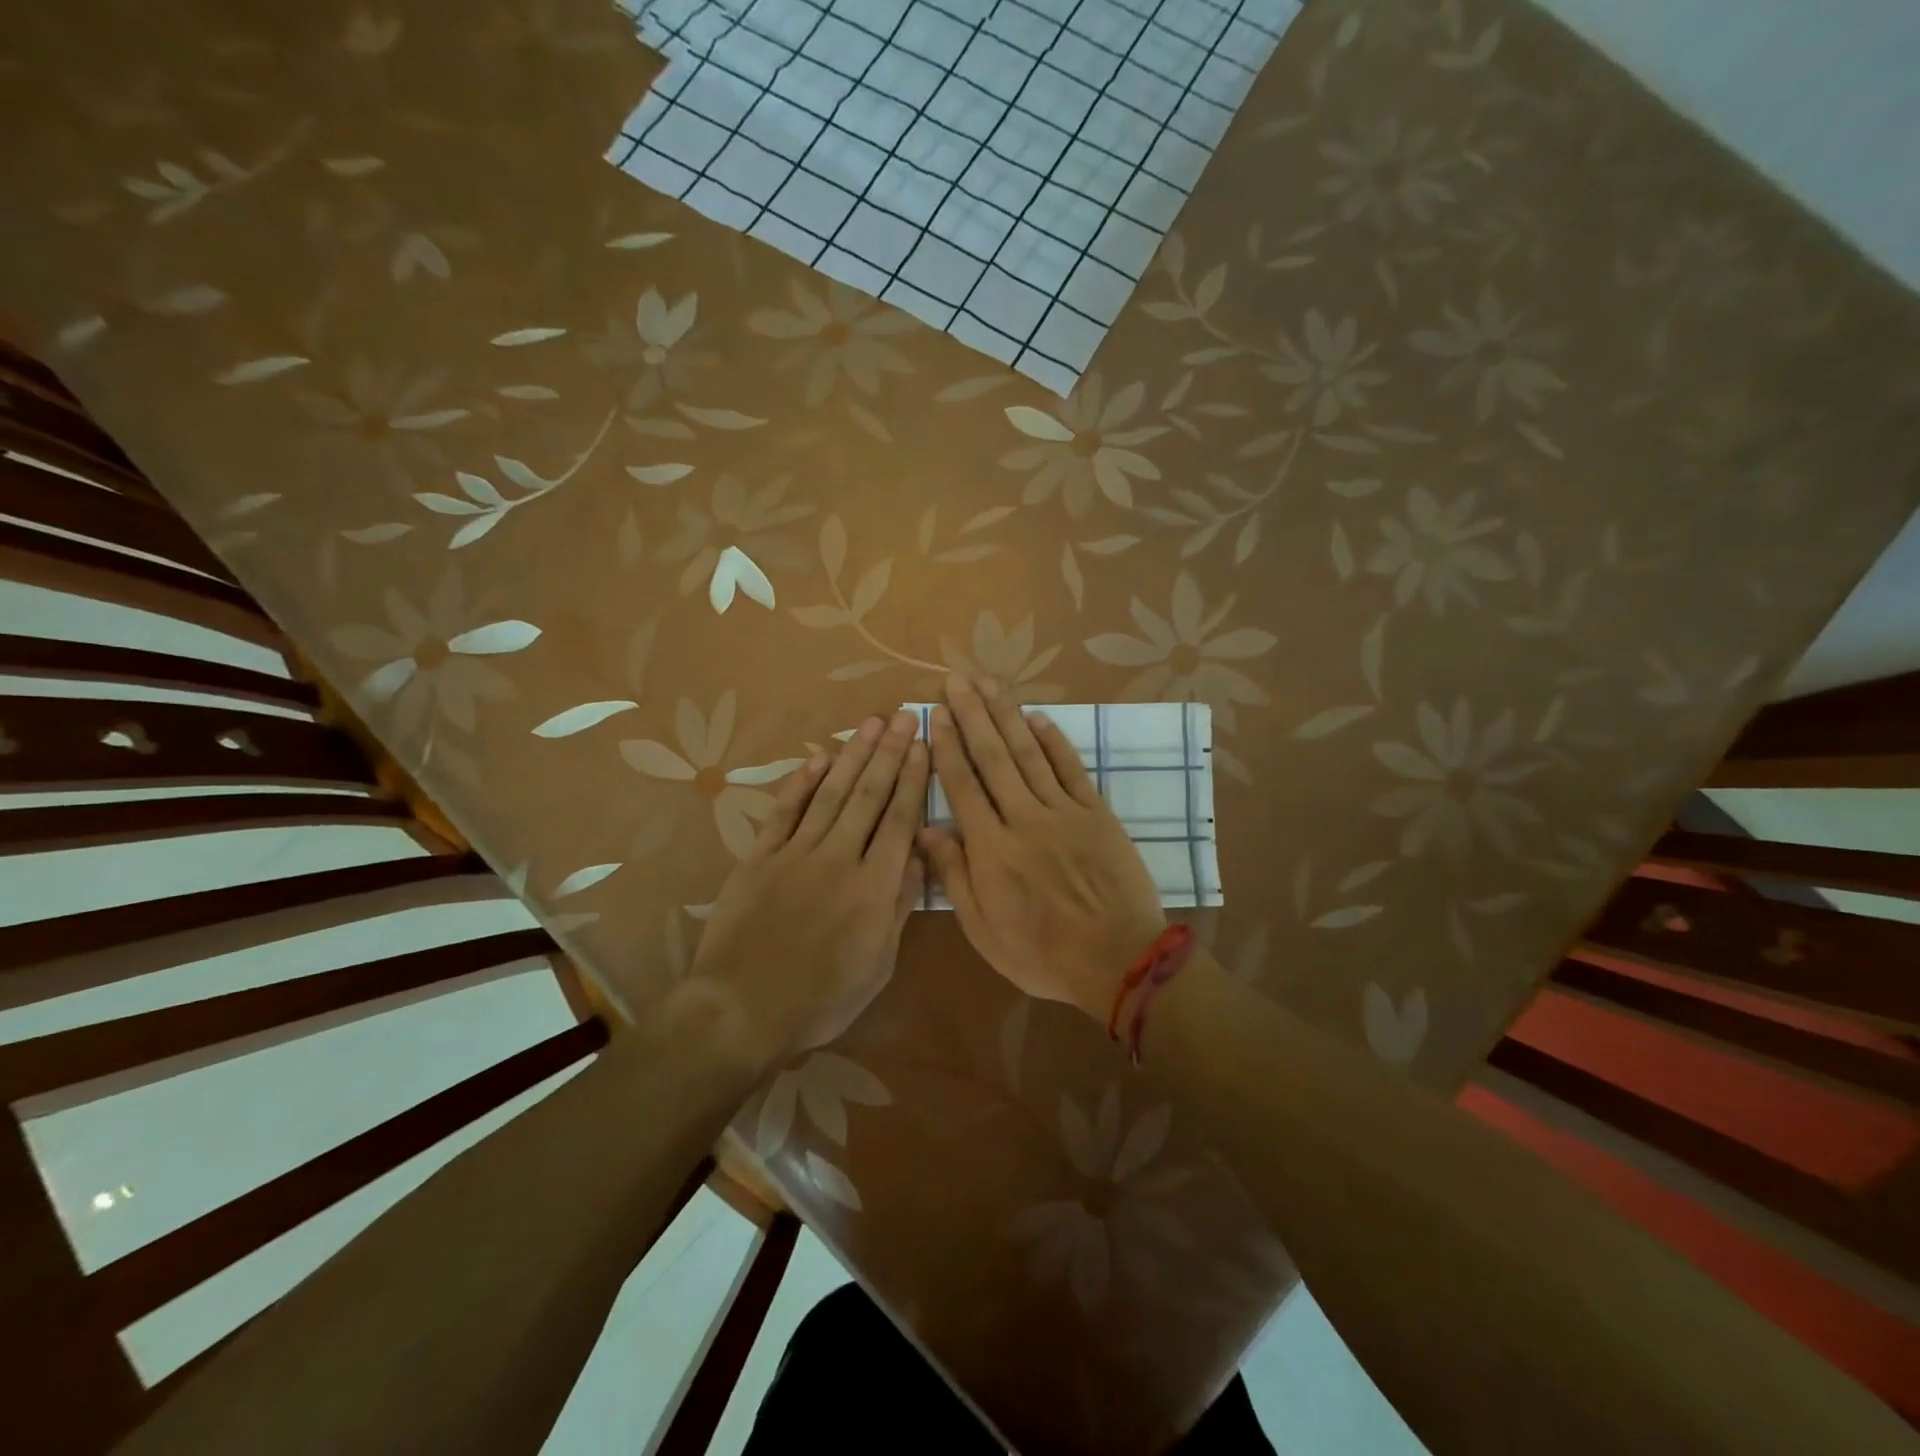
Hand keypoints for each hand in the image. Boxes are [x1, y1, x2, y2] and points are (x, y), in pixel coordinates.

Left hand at [689, 710, 927, 1058]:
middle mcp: (840, 857)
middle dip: (889, 753)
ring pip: (831, 794)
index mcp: (874, 886)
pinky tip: (818, 760)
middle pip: (870, 795)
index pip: (900, 819)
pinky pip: (785, 812)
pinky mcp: (760, 857)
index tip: (922, 745)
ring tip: (870, 724)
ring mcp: (796, 853)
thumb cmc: (822, 998)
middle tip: (903, 716)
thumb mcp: (878, 964)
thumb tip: (921, 856)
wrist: (743, 1009)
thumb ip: (900, 905)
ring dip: (853, 756)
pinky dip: (802, 783)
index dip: (913, 779)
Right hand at [920, 675, 1164, 1021]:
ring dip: (1007, 715)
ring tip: (989, 684)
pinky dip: (1054, 741)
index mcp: (991, 848)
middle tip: (956, 680)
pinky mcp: (1096, 812)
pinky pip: (1071, 768)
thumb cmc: (1042, 954)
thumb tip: (927, 830)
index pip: (962, 784)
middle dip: (972, 715)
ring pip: (1028, 753)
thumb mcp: (983, 930)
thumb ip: (954, 876)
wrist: (1118, 959)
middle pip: (992, 757)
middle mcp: (1023, 818)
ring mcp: (1063, 811)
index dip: (947, 746)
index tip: (935, 714)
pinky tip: (1038, 717)